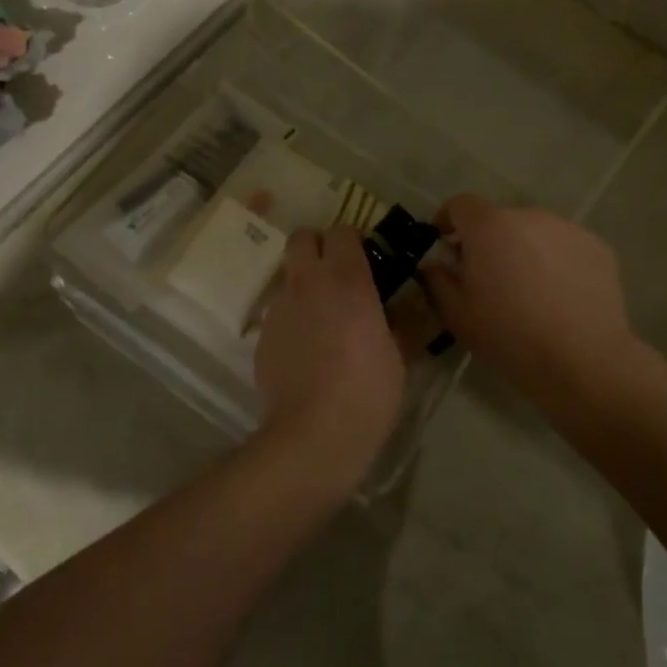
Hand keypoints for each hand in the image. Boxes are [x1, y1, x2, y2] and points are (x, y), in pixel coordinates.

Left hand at [253, 227, 406, 486]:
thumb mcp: (398, 356)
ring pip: (288, 275)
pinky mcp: (262, 335)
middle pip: (302, 237)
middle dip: (318, 246)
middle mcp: (307, 283)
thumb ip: (399, 323)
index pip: (342, 231)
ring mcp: (280, 308)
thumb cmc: (367, 391)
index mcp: (346, 280)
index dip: (354, 240)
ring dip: (304, 283)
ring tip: (322, 317)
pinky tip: (306, 350)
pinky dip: (292, 318)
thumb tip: (404, 311)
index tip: (367, 259)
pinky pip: (278, 312)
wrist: (313, 434)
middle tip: (337, 273)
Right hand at [420, 193, 634, 394]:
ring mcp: (567, 229)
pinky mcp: (597, 247)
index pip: (460, 204)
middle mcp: (529, 216)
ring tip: (529, 288)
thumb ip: (437, 280)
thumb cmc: (510, 336)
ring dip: (524, 249)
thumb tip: (435, 264)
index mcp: (489, 227)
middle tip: (489, 277)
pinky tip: (560, 295)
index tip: (446, 244)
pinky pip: (564, 246)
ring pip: (534, 231)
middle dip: (488, 241)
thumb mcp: (457, 315)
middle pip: (499, 219)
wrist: (583, 361)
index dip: (448, 220)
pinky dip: (556, 261)